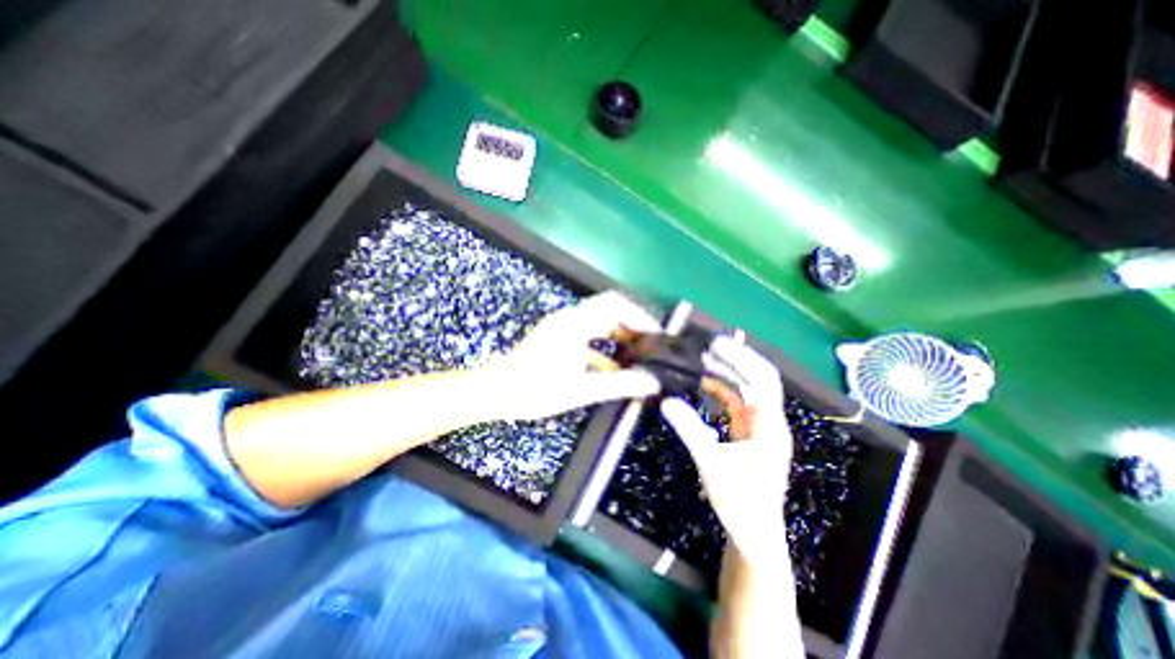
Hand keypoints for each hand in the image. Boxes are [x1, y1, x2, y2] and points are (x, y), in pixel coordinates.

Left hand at [475, 290, 659, 420]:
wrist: (496, 393)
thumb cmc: (535, 389)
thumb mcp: (580, 389)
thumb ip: (618, 385)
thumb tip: (651, 382)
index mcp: (575, 323)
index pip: (615, 304)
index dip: (639, 316)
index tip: (656, 334)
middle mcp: (570, 319)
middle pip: (609, 311)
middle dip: (632, 326)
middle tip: (651, 346)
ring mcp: (563, 328)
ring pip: (600, 324)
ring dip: (620, 337)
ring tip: (639, 355)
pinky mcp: (559, 339)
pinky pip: (589, 337)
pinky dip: (605, 348)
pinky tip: (616, 368)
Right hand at [665, 336, 792, 563]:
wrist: (754, 534)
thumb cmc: (739, 503)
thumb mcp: (711, 466)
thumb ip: (690, 431)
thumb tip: (666, 401)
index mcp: (769, 427)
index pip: (762, 380)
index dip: (741, 358)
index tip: (716, 343)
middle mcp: (770, 422)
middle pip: (757, 379)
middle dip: (735, 360)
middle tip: (706, 346)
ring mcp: (761, 428)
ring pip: (746, 390)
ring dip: (727, 373)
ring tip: (702, 360)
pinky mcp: (750, 434)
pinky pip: (737, 404)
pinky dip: (722, 391)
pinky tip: (704, 386)